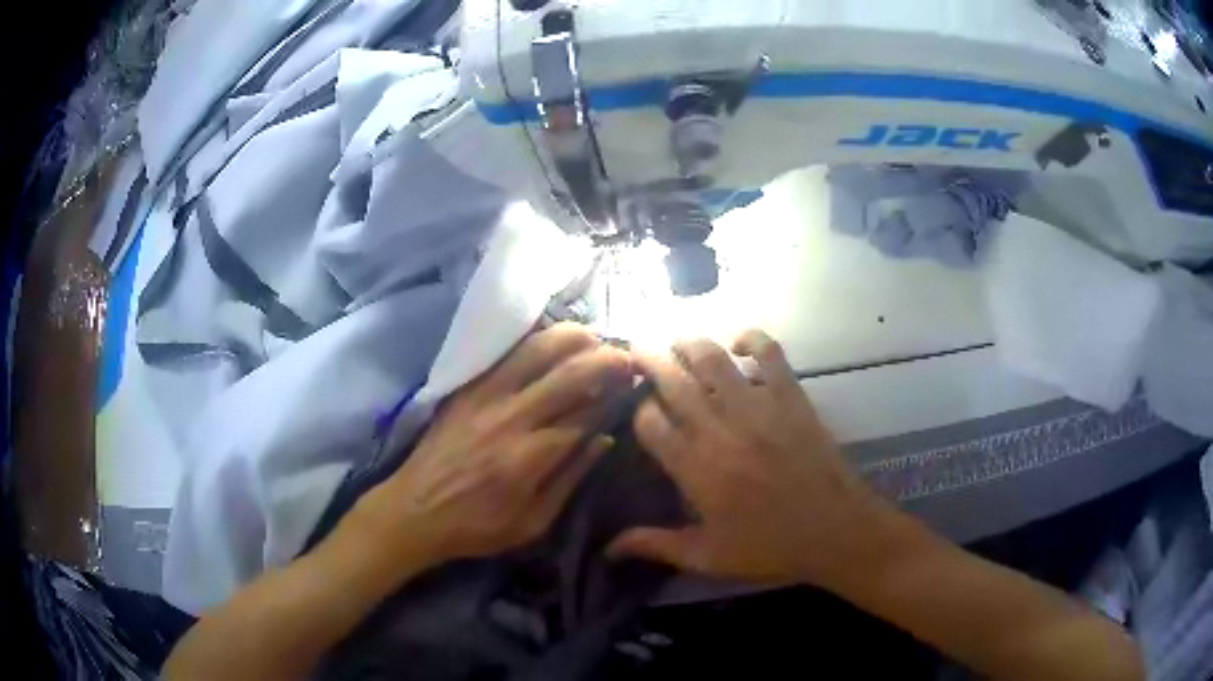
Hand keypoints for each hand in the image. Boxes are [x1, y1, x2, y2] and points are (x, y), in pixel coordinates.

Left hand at [355, 323, 632, 569]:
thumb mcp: (532, 522)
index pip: (587, 413)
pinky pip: (508, 352)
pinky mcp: (467, 387)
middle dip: (607, 359)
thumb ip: (570, 480)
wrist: (415, 509)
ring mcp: (485, 395)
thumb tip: (604, 440)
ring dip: (574, 338)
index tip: (636, 386)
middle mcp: (511, 417)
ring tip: (595, 340)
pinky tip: (555, 341)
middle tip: (628, 357)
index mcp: (530, 457)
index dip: (616, 396)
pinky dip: (538, 340)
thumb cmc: (476, 526)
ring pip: (538, 349)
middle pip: (569, 372)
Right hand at [608, 330, 893, 589]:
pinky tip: (738, 343)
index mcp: (695, 468)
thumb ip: (655, 545)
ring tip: (677, 339)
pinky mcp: (789, 396)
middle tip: (637, 349)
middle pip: (673, 381)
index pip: (649, 423)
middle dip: (649, 360)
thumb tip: (608, 549)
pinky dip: (751, 338)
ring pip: (712, 358)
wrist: (835, 529)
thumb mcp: (707, 557)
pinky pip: (768, 352)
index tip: (638, 407)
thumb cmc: (769, 547)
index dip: (637, 409)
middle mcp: (719, 429)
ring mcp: (757, 407)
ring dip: (689, 342)